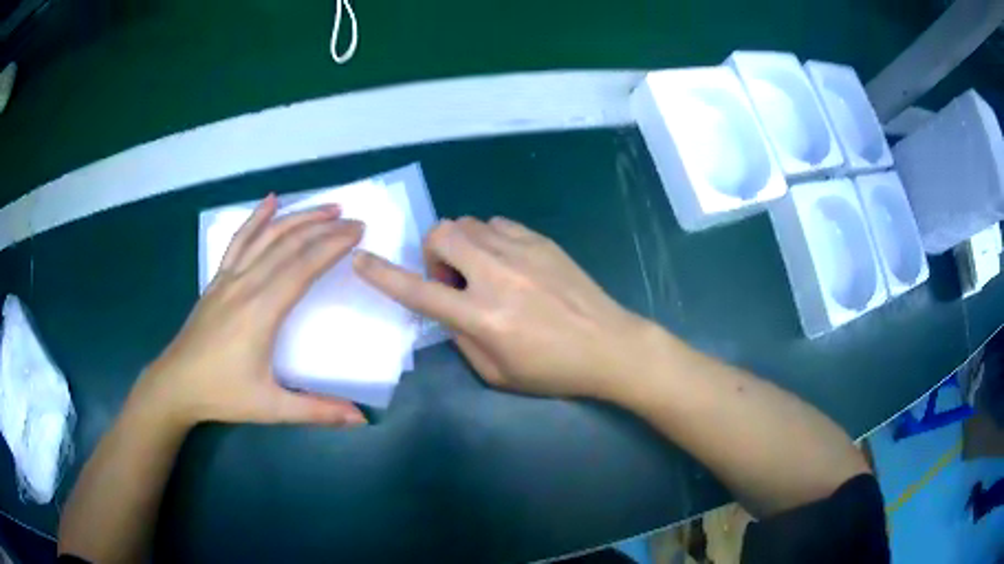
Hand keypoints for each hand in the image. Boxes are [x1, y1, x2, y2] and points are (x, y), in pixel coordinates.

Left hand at [139, 195, 366, 426]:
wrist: (176, 385)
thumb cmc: (222, 394)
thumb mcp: (271, 408)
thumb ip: (316, 411)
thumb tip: (361, 418)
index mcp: (261, 312)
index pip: (302, 267)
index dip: (332, 246)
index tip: (358, 231)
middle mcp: (246, 285)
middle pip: (288, 244)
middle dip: (324, 227)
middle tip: (353, 218)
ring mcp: (228, 279)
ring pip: (265, 236)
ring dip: (297, 217)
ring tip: (325, 206)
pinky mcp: (217, 280)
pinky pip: (238, 241)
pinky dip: (255, 218)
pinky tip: (269, 201)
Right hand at [353, 217, 651, 398]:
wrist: (609, 345)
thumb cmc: (553, 370)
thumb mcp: (496, 372)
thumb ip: (462, 338)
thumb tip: (449, 309)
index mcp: (483, 317)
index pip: (420, 291)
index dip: (384, 275)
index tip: (361, 259)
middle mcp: (497, 275)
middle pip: (443, 233)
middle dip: (434, 253)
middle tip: (454, 280)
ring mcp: (522, 251)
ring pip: (469, 223)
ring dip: (462, 246)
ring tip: (483, 273)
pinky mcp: (542, 241)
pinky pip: (497, 224)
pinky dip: (489, 240)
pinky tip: (508, 264)